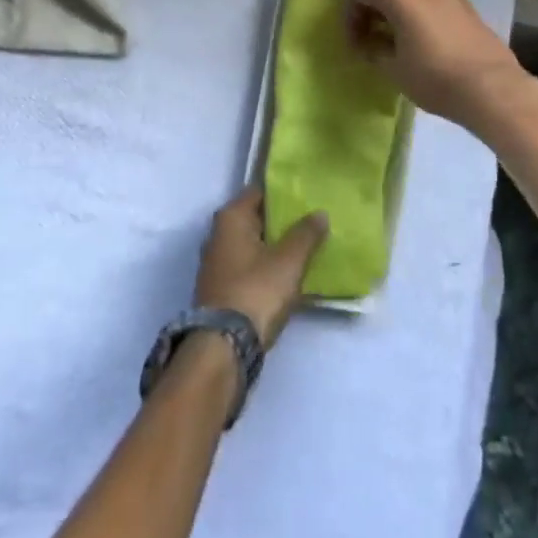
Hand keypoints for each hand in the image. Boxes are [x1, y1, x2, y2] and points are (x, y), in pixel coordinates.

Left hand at [194, 188, 327, 349]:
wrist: (224, 346)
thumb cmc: (256, 291)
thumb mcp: (289, 261)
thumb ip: (306, 234)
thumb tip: (320, 213)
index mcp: (231, 218)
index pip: (259, 191)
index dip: (283, 192)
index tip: (308, 195)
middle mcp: (218, 234)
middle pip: (256, 218)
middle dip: (282, 220)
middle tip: (313, 220)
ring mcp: (217, 263)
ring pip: (253, 244)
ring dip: (276, 245)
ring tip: (307, 246)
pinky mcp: (221, 287)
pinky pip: (249, 266)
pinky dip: (267, 265)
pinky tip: (289, 273)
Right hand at [348, 0, 532, 129]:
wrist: (490, 86)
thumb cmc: (433, 76)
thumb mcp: (392, 67)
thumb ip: (374, 48)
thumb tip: (371, 42)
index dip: (352, 16)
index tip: (355, 43)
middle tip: (372, 21)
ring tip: (395, 26)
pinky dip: (417, 0)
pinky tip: (419, 29)